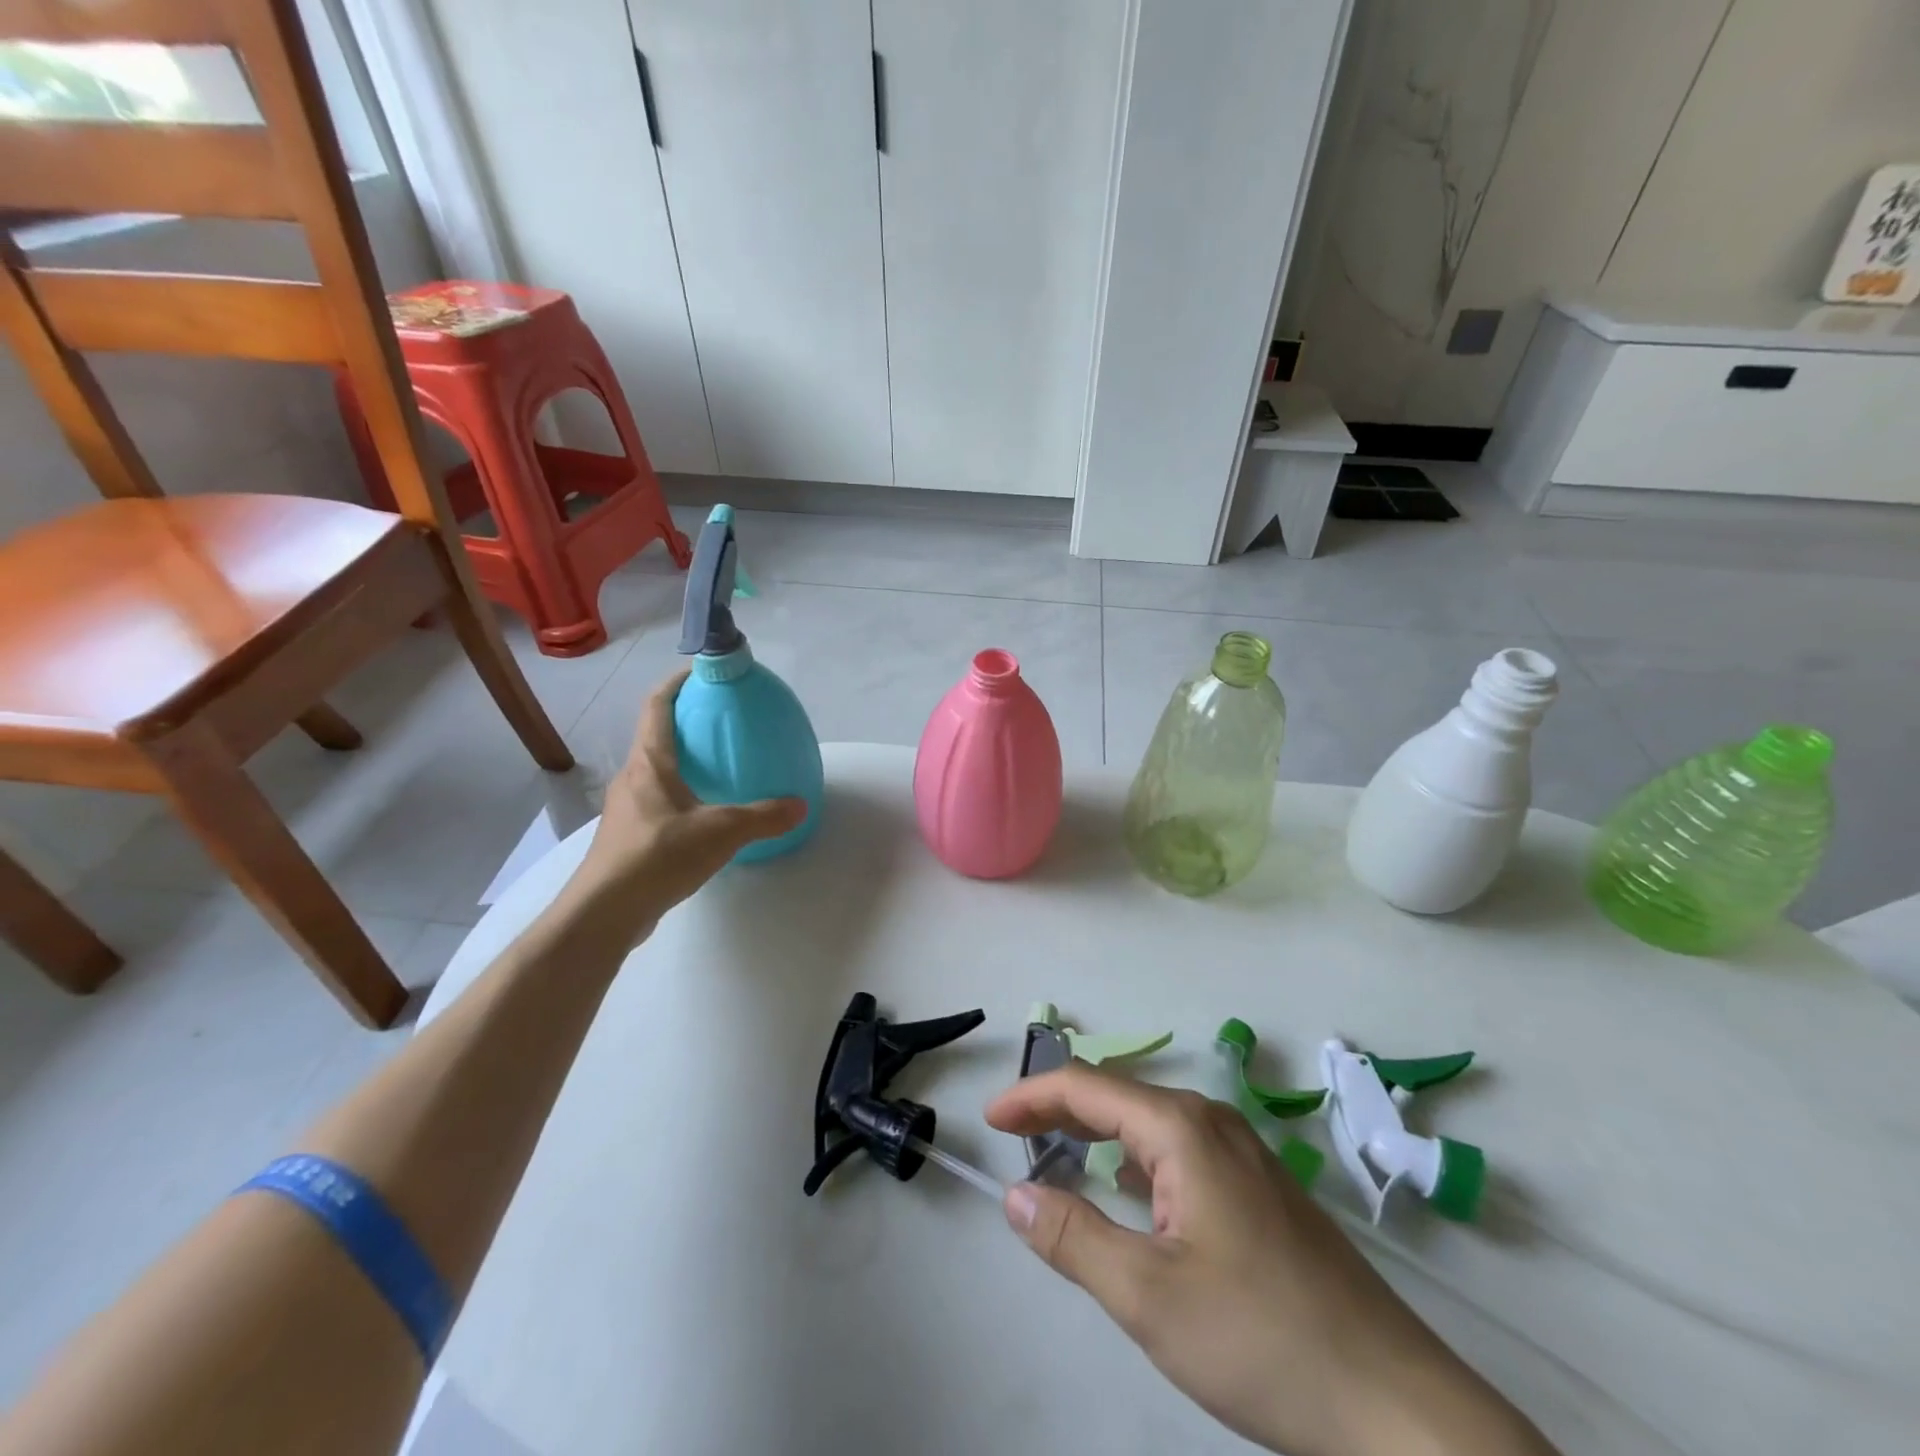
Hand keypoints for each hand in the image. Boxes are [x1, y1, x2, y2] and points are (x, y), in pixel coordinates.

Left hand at [572, 669, 806, 929]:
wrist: (604, 912)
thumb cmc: (658, 856)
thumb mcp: (722, 832)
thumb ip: (764, 816)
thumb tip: (800, 805)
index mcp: (649, 763)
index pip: (657, 706)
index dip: (677, 683)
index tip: (701, 673)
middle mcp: (632, 778)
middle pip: (655, 736)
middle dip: (685, 723)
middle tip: (722, 722)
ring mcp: (626, 809)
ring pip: (656, 771)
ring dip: (682, 761)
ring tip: (718, 767)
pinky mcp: (628, 837)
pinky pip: (657, 801)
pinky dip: (680, 794)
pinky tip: (704, 815)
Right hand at [985, 1066, 1553, 1455]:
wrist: (1396, 1404)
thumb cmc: (1260, 1338)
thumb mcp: (1147, 1295)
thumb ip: (1071, 1237)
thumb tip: (1014, 1193)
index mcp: (1182, 1128)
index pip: (1087, 1086)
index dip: (1032, 1096)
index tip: (989, 1120)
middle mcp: (1213, 1123)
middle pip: (1119, 1096)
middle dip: (1061, 1110)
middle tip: (1013, 1136)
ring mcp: (1244, 1154)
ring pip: (1151, 1123)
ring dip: (1099, 1133)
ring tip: (1059, 1156)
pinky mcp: (1262, 1189)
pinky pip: (1181, 1152)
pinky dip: (1137, 1160)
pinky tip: (1132, 1196)